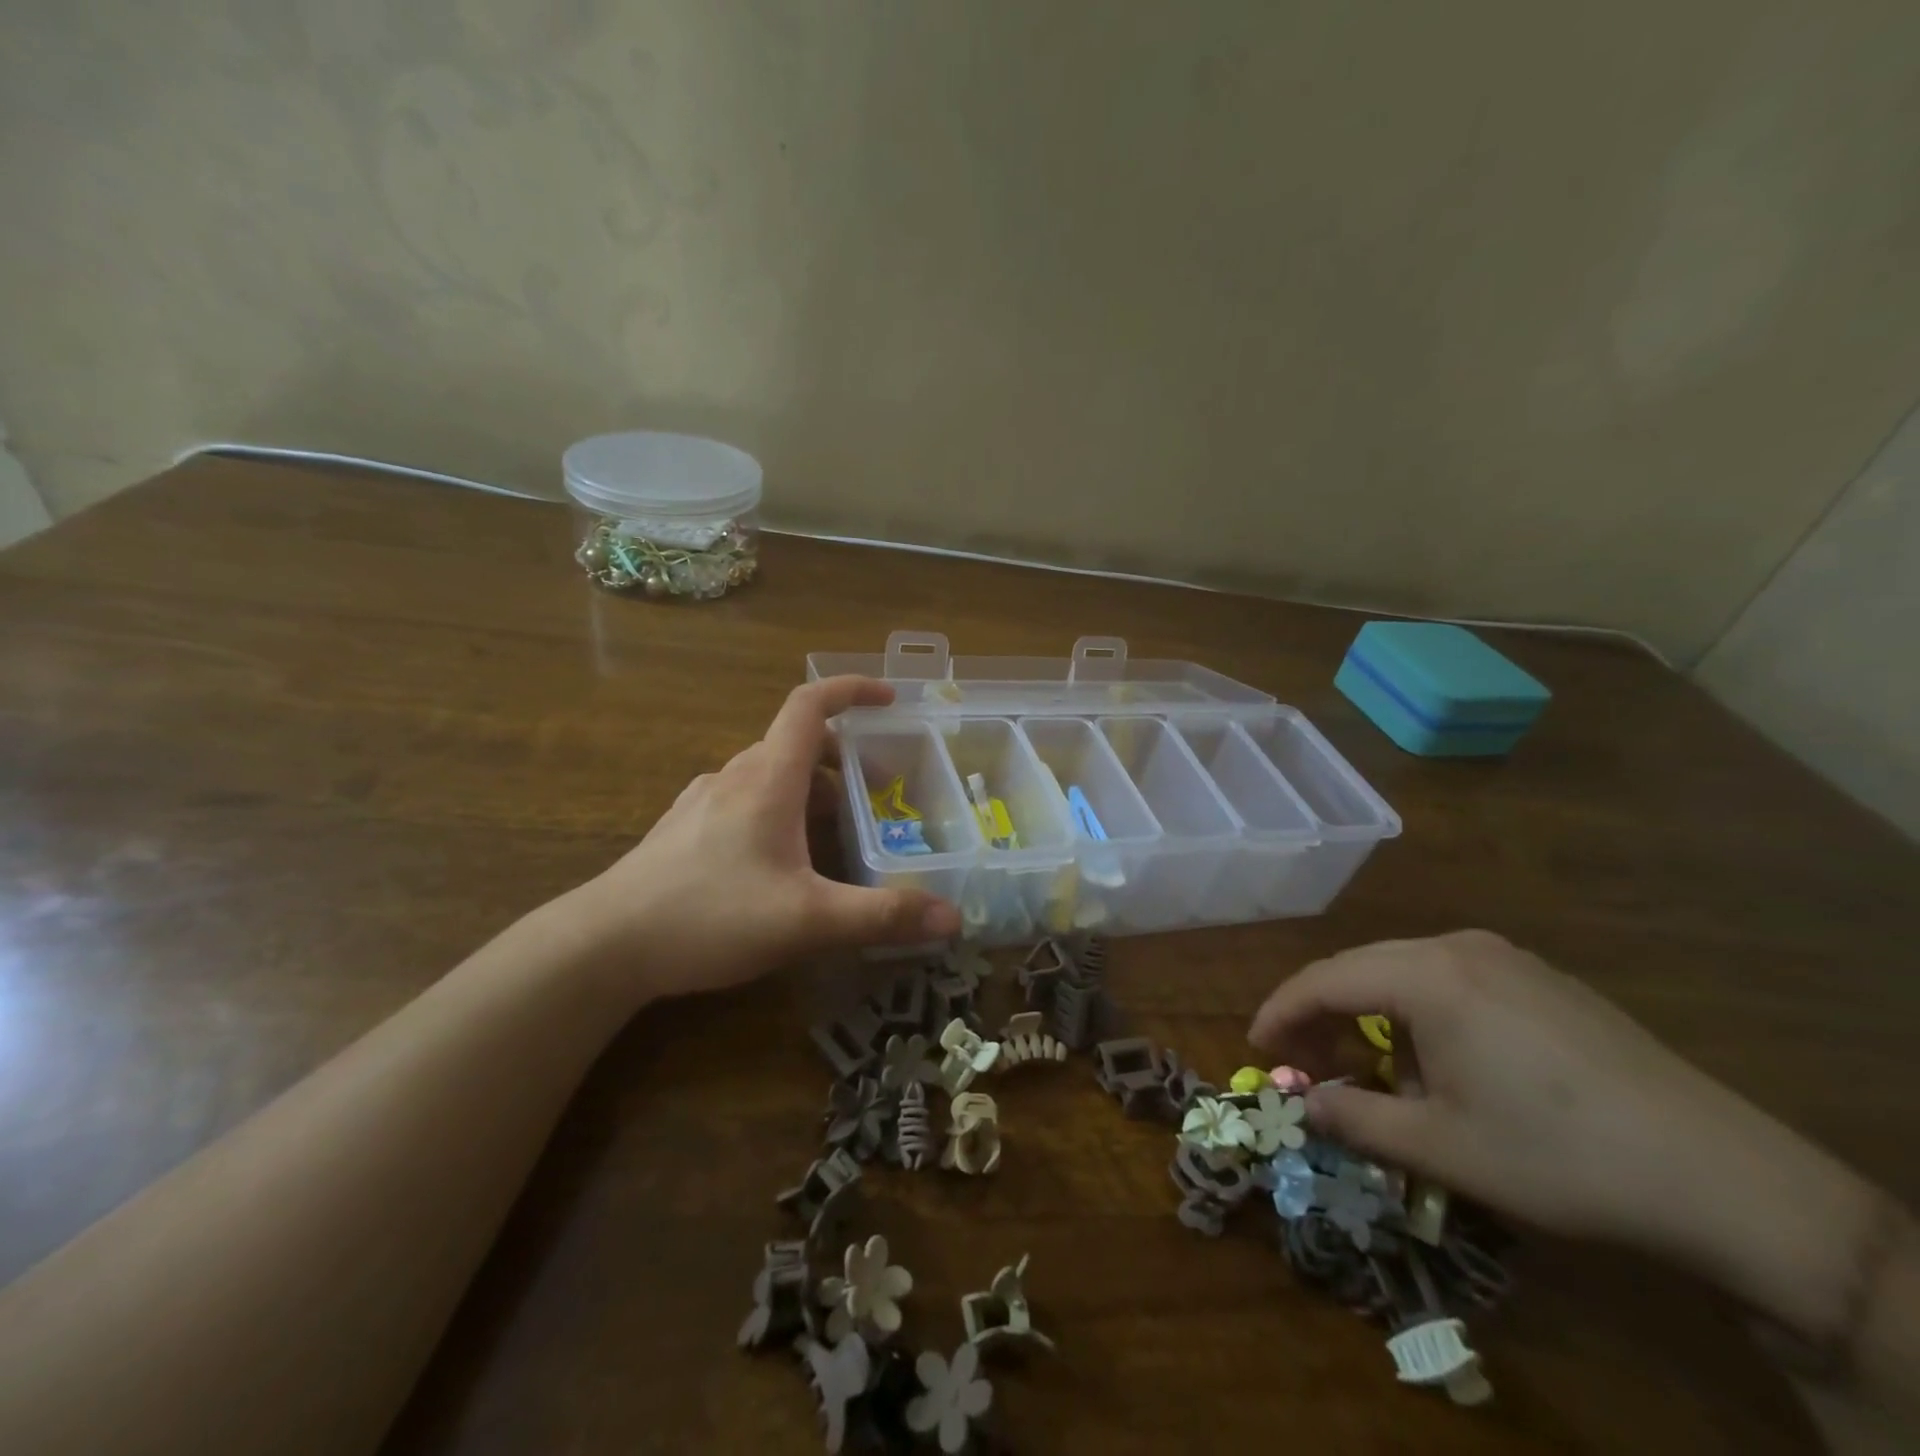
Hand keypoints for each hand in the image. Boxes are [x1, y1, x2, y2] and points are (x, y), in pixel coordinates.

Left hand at [572, 676, 961, 1001]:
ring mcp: (703, 800)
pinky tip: (781, 861)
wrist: (604, 945)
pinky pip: (744, 800)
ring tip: (838, 834)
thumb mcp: (807, 920)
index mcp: (768, 778)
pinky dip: (778, 810)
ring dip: (810, 789)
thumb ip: (881, 916)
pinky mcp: (684, 828)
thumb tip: (952, 916)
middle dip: (843, 758)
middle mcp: (735, 776)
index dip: (852, 690)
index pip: (810, 705)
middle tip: (878, 791)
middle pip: (796, 744)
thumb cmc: (709, 916)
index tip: (890, 699)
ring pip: (769, 775)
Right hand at [1247, 931, 1883, 1334]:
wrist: (1722, 1175)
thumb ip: (1354, 1118)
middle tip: (1304, 1064)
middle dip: (1321, 1014)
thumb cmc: (1557, 1155)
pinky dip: (1418, 1013)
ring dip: (1371, 1015)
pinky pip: (1450, 980)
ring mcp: (1505, 957)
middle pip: (1360, 968)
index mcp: (1426, 975)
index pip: (1323, 979)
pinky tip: (1437, 1061)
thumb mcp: (1441, 1148)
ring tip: (1370, 1070)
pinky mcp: (1541, 978)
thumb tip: (1304, 1104)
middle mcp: (1458, 947)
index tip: (1255, 1047)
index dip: (1280, 1012)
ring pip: (1404, 972)